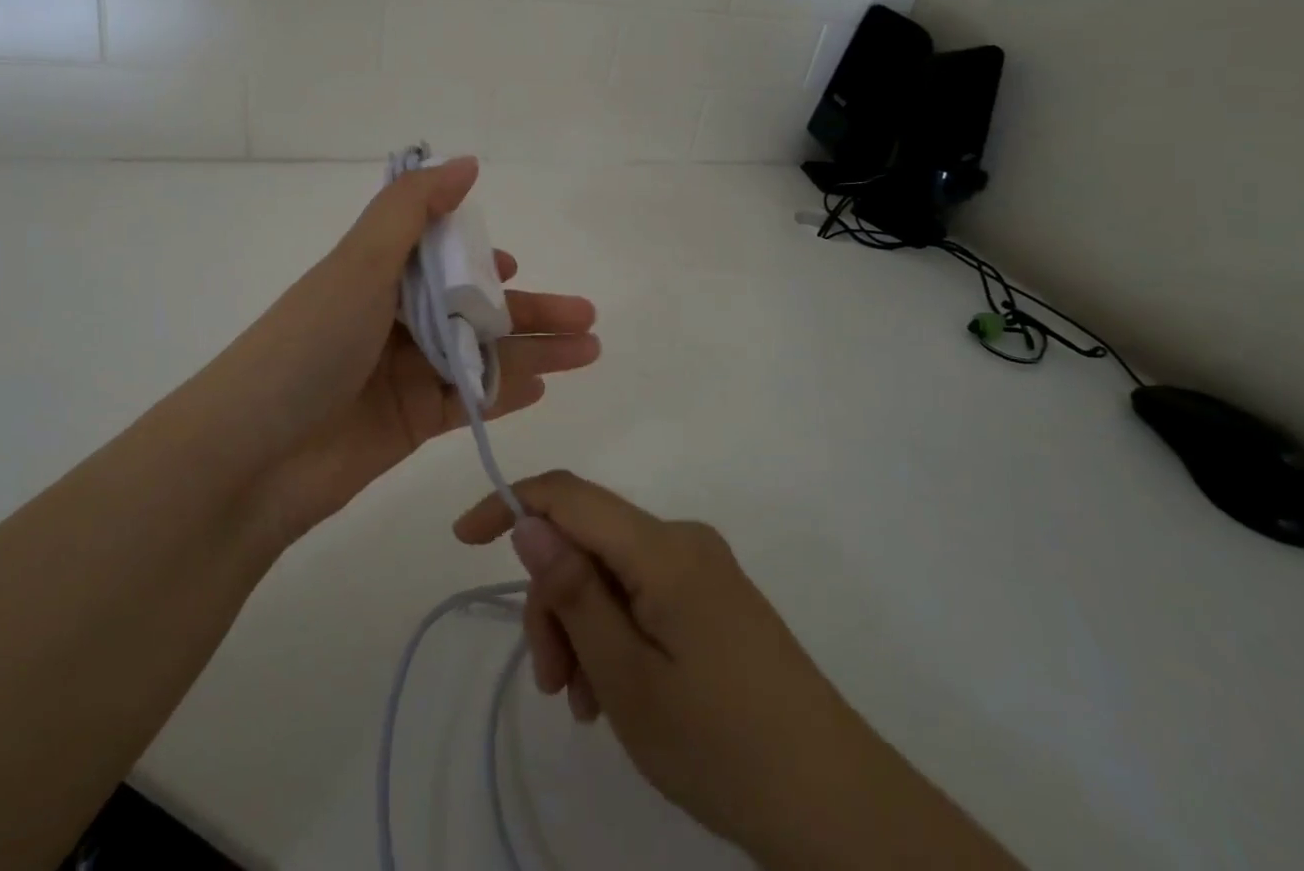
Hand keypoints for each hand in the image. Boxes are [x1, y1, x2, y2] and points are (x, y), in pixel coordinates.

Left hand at [219, 159, 599, 543]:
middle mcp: (390, 321)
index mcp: (374, 276)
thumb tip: (465, 162)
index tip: (514, 264)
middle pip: (471, 308)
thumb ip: (412, 210)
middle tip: (587, 317)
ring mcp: (402, 374)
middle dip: (529, 309)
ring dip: (533, 350)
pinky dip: (505, 391)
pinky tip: (544, 387)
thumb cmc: (308, 345)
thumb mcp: (358, 263)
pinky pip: (468, 401)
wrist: (251, 459)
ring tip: (588, 350)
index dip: (478, 258)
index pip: (437, 257)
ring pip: (480, 355)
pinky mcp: (409, 423)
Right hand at [454, 473, 1020, 870]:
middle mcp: (682, 540)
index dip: (510, 503)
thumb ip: (573, 591)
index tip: (463, 540)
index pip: (568, 494)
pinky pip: (642, 593)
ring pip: (611, 571)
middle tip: (552, 684)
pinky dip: (614, 632)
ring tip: (585, 704)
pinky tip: (614, 691)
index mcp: (662, 546)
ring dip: (582, 625)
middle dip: (553, 599)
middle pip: (588, 540)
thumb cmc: (723, 745)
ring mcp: (703, 569)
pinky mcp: (715, 600)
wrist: (840, 808)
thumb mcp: (627, 678)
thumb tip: (527, 520)